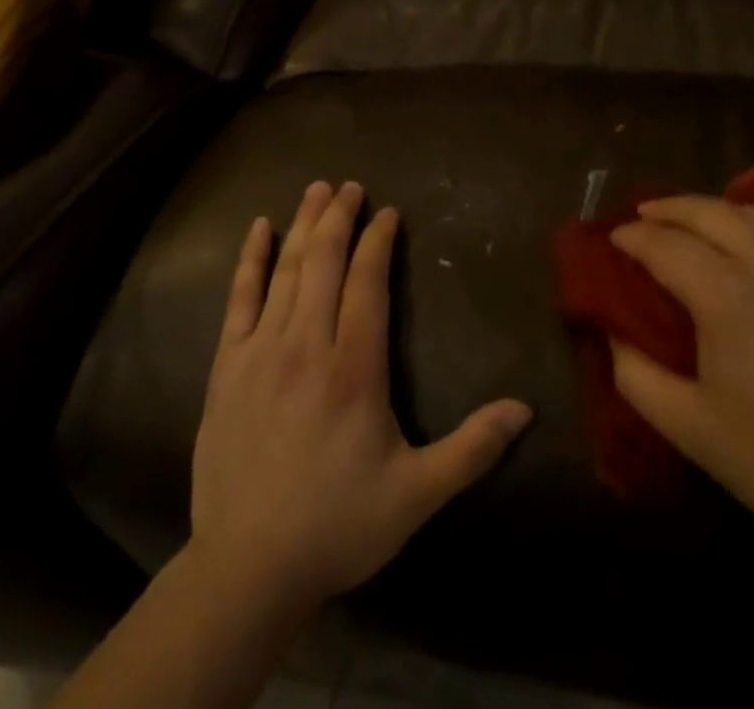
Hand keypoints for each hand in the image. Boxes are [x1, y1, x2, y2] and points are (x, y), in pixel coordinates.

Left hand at [188, 181, 532, 615]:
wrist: (247, 567)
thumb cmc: (338, 526)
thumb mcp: (416, 494)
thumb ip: (472, 448)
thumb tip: (525, 409)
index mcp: (355, 368)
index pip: (368, 283)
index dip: (378, 242)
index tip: (388, 213)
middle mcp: (307, 344)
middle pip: (325, 262)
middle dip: (339, 217)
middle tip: (349, 185)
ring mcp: (262, 351)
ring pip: (286, 270)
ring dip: (303, 225)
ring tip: (315, 190)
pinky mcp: (228, 366)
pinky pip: (239, 298)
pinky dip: (251, 259)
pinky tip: (259, 229)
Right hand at [609, 196, 753, 572]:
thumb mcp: (695, 434)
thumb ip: (637, 377)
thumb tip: (614, 333)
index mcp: (729, 298)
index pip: (665, 244)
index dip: (633, 237)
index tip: (615, 239)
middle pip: (710, 212)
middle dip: (669, 207)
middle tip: (646, 214)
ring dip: (717, 211)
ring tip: (697, 222)